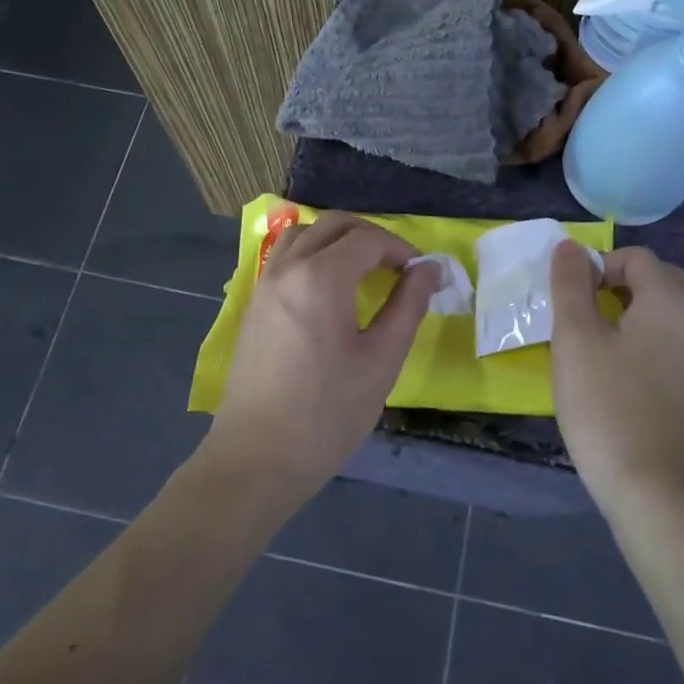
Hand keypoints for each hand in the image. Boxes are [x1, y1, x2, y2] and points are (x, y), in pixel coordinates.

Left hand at [203, 211, 436, 502]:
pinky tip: (328, 289)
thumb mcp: (381, 361)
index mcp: (320, 278)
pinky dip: (312, 253)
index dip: (400, 249)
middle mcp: (287, 268)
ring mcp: (264, 284)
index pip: (367, 239)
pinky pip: (284, 257)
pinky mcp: (253, 304)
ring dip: (338, 240)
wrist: (257, 458)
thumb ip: (408, 306)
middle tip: (398, 267)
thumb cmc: (327, 414)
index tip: (422, 274)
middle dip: (372, 237)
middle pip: (334, 225)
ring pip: (304, 234)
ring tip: (363, 271)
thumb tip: (430, 269)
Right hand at [549, 243, 683, 507]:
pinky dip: (641, 342)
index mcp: (669, 302)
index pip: (637, 258)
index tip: (569, 295)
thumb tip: (570, 247)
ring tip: (591, 342)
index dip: (599, 264)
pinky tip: (613, 374)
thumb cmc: (608, 405)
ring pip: (663, 315)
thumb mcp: (575, 339)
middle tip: (580, 311)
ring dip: (628, 313)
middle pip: (657, 282)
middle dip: (617, 284)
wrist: (655, 490)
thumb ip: (571, 285)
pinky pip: (667, 346)